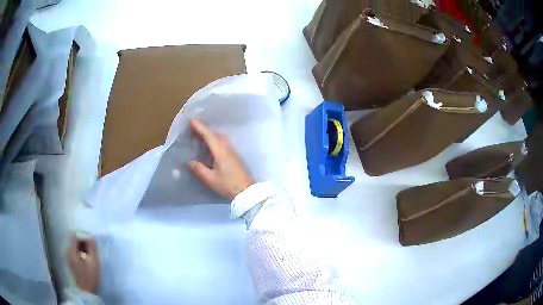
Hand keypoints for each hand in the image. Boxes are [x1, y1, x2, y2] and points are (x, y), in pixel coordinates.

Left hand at [67, 235, 98, 292]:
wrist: (86, 291)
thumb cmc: (90, 277)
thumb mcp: (93, 262)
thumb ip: (92, 248)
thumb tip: (92, 237)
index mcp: (71, 251)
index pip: (74, 235)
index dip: (82, 237)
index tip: (90, 244)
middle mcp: (67, 251)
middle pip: (73, 240)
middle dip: (83, 243)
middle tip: (91, 251)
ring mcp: (67, 256)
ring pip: (74, 246)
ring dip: (82, 248)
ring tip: (90, 256)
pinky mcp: (69, 261)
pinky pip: (74, 251)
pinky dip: (80, 253)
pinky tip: (86, 260)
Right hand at [187, 119, 252, 199]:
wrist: (246, 192)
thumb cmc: (228, 185)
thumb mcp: (210, 180)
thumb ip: (199, 170)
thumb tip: (190, 162)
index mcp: (221, 152)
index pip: (209, 136)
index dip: (200, 128)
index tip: (192, 121)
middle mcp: (227, 149)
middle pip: (215, 135)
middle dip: (204, 130)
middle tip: (193, 127)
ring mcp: (232, 153)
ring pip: (220, 139)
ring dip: (210, 135)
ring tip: (199, 135)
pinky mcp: (233, 158)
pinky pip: (222, 144)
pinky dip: (214, 141)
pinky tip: (210, 146)